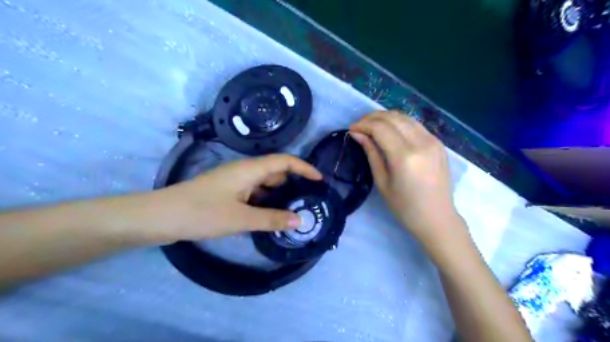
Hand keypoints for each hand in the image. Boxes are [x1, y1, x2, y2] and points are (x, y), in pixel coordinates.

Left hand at [140, 155, 320, 242]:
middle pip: (275, 171)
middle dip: (293, 183)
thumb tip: (300, 220)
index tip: (319, 180)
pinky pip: (253, 192)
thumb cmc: (202, 213)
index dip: (304, 168)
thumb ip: (271, 219)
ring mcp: (234, 181)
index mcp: (249, 170)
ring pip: (264, 183)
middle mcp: (244, 171)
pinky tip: (270, 215)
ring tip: (293, 210)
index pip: (284, 161)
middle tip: (308, 200)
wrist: (161, 216)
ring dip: (279, 194)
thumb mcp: (240, 218)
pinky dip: (265, 201)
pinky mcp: (227, 191)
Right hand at [348, 111, 462, 248]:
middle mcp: (421, 142)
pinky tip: (390, 130)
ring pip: (405, 117)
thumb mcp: (382, 182)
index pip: (380, 128)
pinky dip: (399, 122)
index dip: (363, 125)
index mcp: (405, 156)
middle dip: (372, 118)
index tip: (351, 130)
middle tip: (359, 126)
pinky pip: (415, 124)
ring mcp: (433, 140)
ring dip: (385, 117)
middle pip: (392, 118)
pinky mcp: (438, 143)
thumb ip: (371, 154)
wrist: (437, 218)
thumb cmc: (405, 207)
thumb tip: (357, 134)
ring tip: (371, 126)